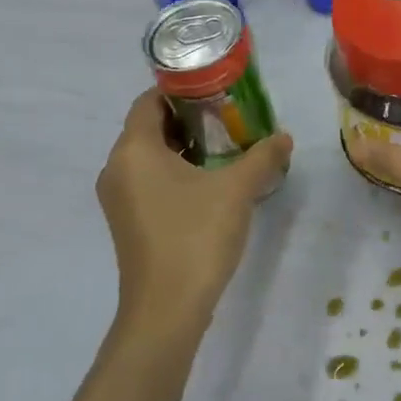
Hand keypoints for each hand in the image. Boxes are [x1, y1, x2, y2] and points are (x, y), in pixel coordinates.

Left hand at [95, 89, 293, 341]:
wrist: (166, 310)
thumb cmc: (196, 237)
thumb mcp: (237, 190)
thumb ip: (263, 156)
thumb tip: (284, 137)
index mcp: (134, 150)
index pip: (148, 101)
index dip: (181, 89)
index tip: (217, 90)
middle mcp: (117, 168)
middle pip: (149, 127)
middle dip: (188, 118)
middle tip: (228, 116)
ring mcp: (118, 198)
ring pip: (149, 156)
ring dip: (184, 147)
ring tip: (225, 147)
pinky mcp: (127, 222)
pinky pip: (148, 180)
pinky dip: (174, 172)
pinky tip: (209, 182)